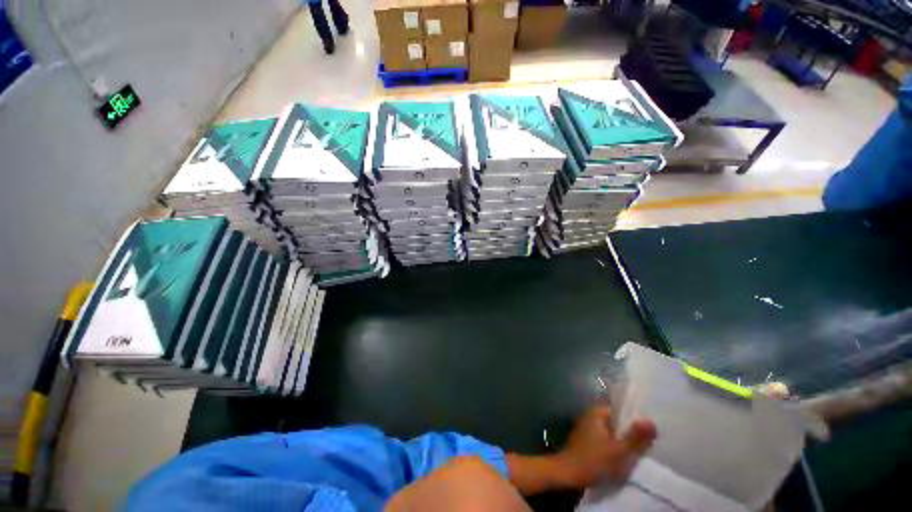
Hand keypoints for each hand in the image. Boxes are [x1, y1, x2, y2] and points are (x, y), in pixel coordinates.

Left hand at [506, 405, 655, 494]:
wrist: (567, 474)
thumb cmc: (593, 460)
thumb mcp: (619, 451)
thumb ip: (635, 437)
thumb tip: (651, 421)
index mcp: (596, 412)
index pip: (618, 406)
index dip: (634, 412)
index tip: (651, 418)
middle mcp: (591, 416)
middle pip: (615, 419)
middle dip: (631, 427)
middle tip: (652, 435)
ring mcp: (588, 429)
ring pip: (611, 430)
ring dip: (624, 437)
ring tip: (644, 445)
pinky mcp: (588, 442)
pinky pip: (606, 439)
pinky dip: (616, 444)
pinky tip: (627, 454)